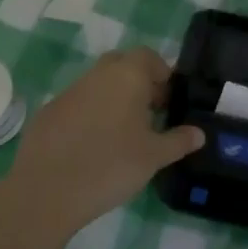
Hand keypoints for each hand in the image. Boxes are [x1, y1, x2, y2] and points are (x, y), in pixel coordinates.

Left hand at [6, 47, 204, 234]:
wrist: (47, 191)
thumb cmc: (111, 166)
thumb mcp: (154, 157)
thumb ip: (179, 141)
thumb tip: (199, 133)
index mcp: (127, 75)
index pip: (149, 57)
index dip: (162, 75)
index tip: (168, 101)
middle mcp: (98, 74)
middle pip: (123, 66)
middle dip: (138, 83)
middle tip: (149, 114)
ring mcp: (69, 91)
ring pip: (98, 85)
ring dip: (113, 99)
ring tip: (122, 134)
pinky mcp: (48, 112)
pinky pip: (77, 104)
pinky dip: (89, 116)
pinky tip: (91, 146)